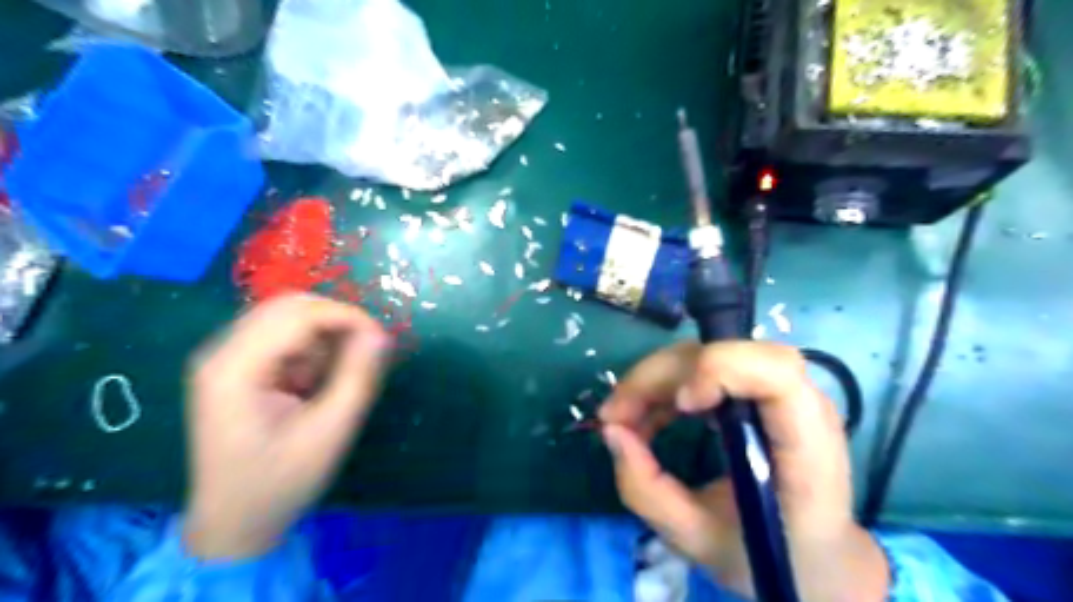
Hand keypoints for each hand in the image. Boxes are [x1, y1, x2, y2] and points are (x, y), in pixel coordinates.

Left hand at [183, 294, 390, 561]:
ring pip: (287, 317)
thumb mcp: (331, 432)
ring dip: (323, 336)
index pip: (298, 315)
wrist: (234, 523)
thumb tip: (380, 333)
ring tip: (334, 376)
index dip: (347, 318)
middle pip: (288, 306)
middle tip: (365, 352)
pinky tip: (313, 382)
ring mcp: (224, 358)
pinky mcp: (235, 366)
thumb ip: (357, 377)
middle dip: (336, 321)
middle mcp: (221, 352)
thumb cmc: (281, 482)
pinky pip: (281, 336)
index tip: (382, 340)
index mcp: (235, 370)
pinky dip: (310, 349)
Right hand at [603, 344, 888, 601]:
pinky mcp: (755, 392)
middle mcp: (798, 405)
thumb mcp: (699, 540)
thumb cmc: (770, 556)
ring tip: (621, 419)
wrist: (815, 557)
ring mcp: (776, 392)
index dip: (720, 370)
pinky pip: (700, 370)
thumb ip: (648, 491)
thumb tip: (611, 431)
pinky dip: (663, 388)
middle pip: (723, 353)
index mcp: (806, 448)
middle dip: (659, 377)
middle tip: (614, 415)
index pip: (776, 372)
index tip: (681, 406)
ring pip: (705, 354)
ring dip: (653, 380)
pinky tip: (644, 418)